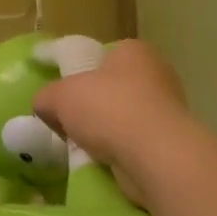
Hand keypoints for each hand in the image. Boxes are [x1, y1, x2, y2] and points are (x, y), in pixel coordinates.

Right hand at [31, 38, 206, 183]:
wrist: (156, 156)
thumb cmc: (109, 109)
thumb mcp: (60, 95)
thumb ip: (46, 97)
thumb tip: (44, 107)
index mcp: (134, 51)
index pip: (104, 56)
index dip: (82, 73)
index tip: (66, 94)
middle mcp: (157, 74)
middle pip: (115, 88)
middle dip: (94, 107)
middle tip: (71, 123)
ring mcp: (169, 110)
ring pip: (126, 119)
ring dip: (107, 133)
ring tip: (84, 148)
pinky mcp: (172, 144)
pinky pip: (137, 145)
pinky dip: (121, 153)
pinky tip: (104, 164)